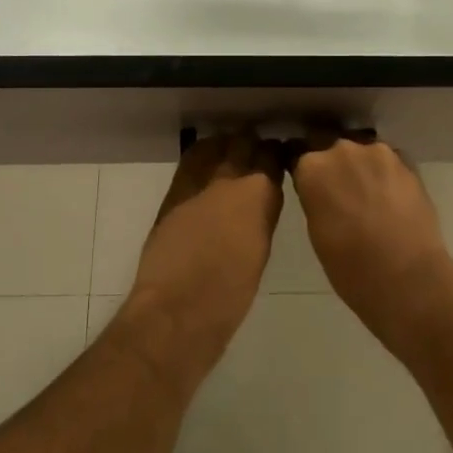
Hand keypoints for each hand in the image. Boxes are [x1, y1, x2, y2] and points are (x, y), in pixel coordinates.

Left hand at [120, 131, 284, 376]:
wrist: (179, 309)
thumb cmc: (230, 293)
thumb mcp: (260, 250)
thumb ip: (262, 216)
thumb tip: (259, 202)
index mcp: (259, 195)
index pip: (271, 157)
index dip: (275, 154)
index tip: (278, 155)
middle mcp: (229, 180)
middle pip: (242, 144)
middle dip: (250, 143)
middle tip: (255, 148)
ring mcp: (198, 184)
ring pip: (213, 147)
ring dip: (224, 146)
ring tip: (230, 150)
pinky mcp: (173, 195)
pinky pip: (191, 163)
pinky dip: (201, 158)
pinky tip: (205, 166)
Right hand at [290, 129, 452, 344]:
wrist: (407, 278)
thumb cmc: (350, 267)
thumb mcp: (317, 231)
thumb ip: (315, 198)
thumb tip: (321, 190)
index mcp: (312, 167)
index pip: (297, 153)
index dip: (303, 169)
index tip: (308, 183)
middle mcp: (342, 149)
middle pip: (331, 147)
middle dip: (334, 165)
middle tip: (341, 193)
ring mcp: (378, 152)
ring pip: (363, 152)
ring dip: (362, 167)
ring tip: (369, 195)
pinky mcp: (407, 162)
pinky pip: (389, 161)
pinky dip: (386, 174)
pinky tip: (391, 198)